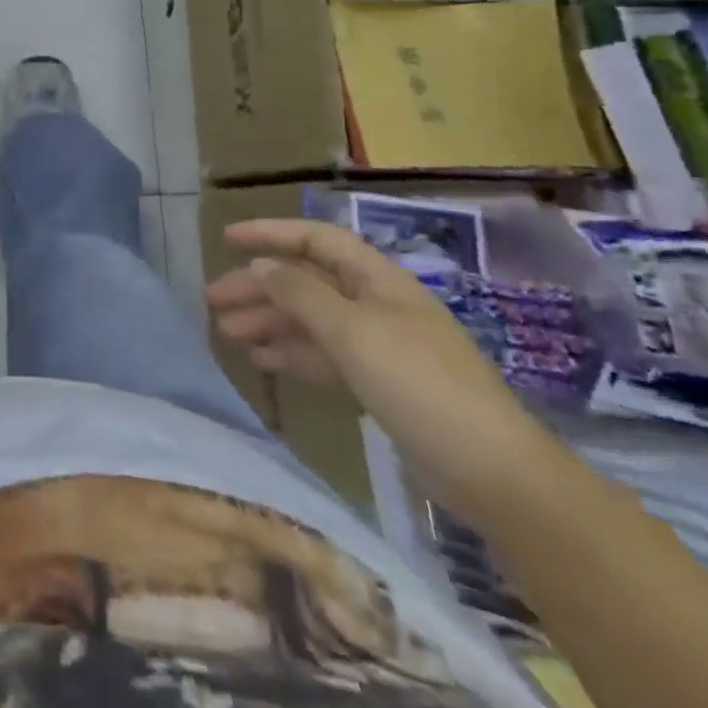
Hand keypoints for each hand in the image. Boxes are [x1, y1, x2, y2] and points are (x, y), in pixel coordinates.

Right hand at [206, 219, 561, 514]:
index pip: (315, 240)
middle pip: (306, 282)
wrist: (493, 473)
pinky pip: (324, 356)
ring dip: (269, 322)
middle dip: (259, 287)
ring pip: (311, 320)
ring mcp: (379, 345)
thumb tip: (261, 265)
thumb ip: (300, 294)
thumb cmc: (418, 384)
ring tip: (227, 334)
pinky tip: (262, 361)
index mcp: (376, 279)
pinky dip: (292, 354)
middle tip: (213, 301)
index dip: (270, 234)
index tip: (226, 240)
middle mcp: (375, 304)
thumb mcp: (351, 332)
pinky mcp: (381, 384)